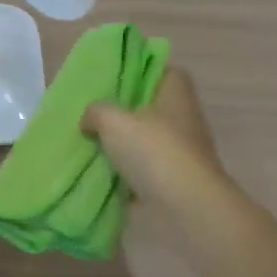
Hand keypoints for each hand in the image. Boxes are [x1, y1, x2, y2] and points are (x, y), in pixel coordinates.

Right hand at [82, 69, 227, 212]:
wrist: (187, 206)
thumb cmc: (154, 151)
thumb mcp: (113, 121)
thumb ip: (97, 112)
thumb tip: (89, 118)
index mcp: (176, 94)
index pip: (165, 71)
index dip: (142, 72)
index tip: (117, 82)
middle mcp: (186, 118)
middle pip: (155, 107)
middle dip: (128, 113)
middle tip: (98, 116)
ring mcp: (186, 151)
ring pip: (152, 140)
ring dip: (129, 146)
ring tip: (97, 148)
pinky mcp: (181, 180)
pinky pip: (151, 170)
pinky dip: (134, 175)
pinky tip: (110, 179)